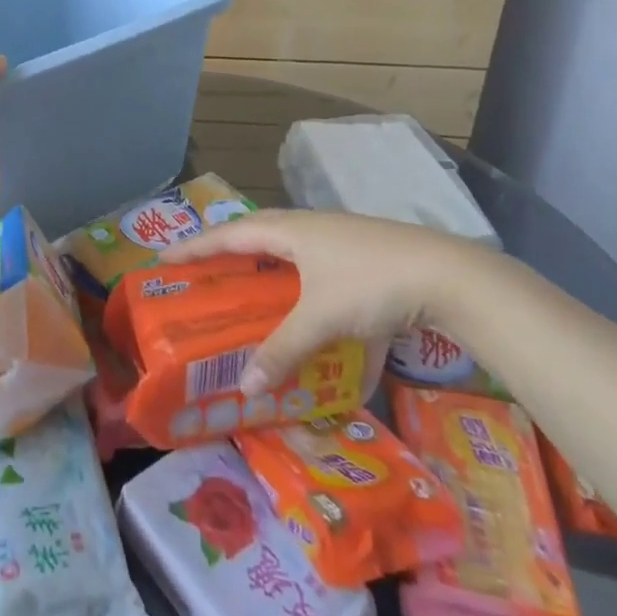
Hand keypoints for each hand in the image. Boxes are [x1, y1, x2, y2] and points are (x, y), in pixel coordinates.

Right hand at [158, 210, 491, 394]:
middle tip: (203, 268)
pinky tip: (309, 307)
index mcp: (291, 231)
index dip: (196, 246)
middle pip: (258, 231)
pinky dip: (303, 282)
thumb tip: (246, 387)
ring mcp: (341, 239)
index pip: (230, 234)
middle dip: (228, 248)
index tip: (165, 257)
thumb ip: (283, 350)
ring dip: (266, 261)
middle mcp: (311, 228)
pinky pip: (319, 264)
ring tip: (247, 282)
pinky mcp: (366, 256)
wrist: (450, 276)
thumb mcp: (322, 319)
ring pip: (291, 246)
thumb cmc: (372, 285)